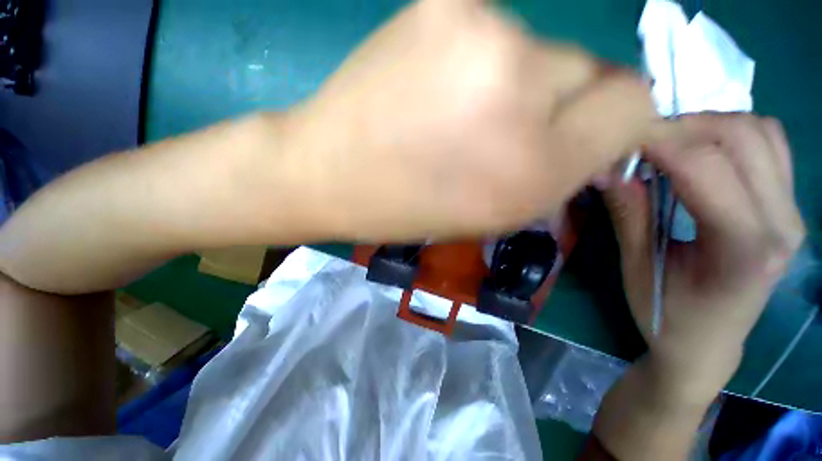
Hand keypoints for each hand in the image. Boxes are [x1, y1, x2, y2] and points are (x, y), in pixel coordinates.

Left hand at [282, 0, 656, 241]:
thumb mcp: (492, 213)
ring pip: (542, 51)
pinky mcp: (441, 3)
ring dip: (517, 86)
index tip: (580, 136)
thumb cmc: (408, 208)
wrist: (330, 175)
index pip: (634, 106)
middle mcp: (522, 86)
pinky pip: (494, 35)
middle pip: (591, 70)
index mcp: (534, 164)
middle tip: (503, 135)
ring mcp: (481, 32)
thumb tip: (602, 130)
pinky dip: (482, 65)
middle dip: (561, 108)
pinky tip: (436, 92)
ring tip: (458, 119)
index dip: (616, 122)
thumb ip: (557, 171)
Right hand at [604, 113, 805, 396]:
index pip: (705, 165)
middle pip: (741, 136)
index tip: (620, 138)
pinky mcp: (789, 209)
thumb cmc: (666, 314)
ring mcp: (792, 213)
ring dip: (710, 126)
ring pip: (761, 132)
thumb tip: (607, 168)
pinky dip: (734, 134)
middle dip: (684, 127)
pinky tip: (704, 154)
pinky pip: (771, 145)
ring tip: (671, 147)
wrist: (708, 344)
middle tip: (641, 143)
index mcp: (743, 248)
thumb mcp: (636, 267)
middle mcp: (782, 223)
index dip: (659, 141)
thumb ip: (628, 212)